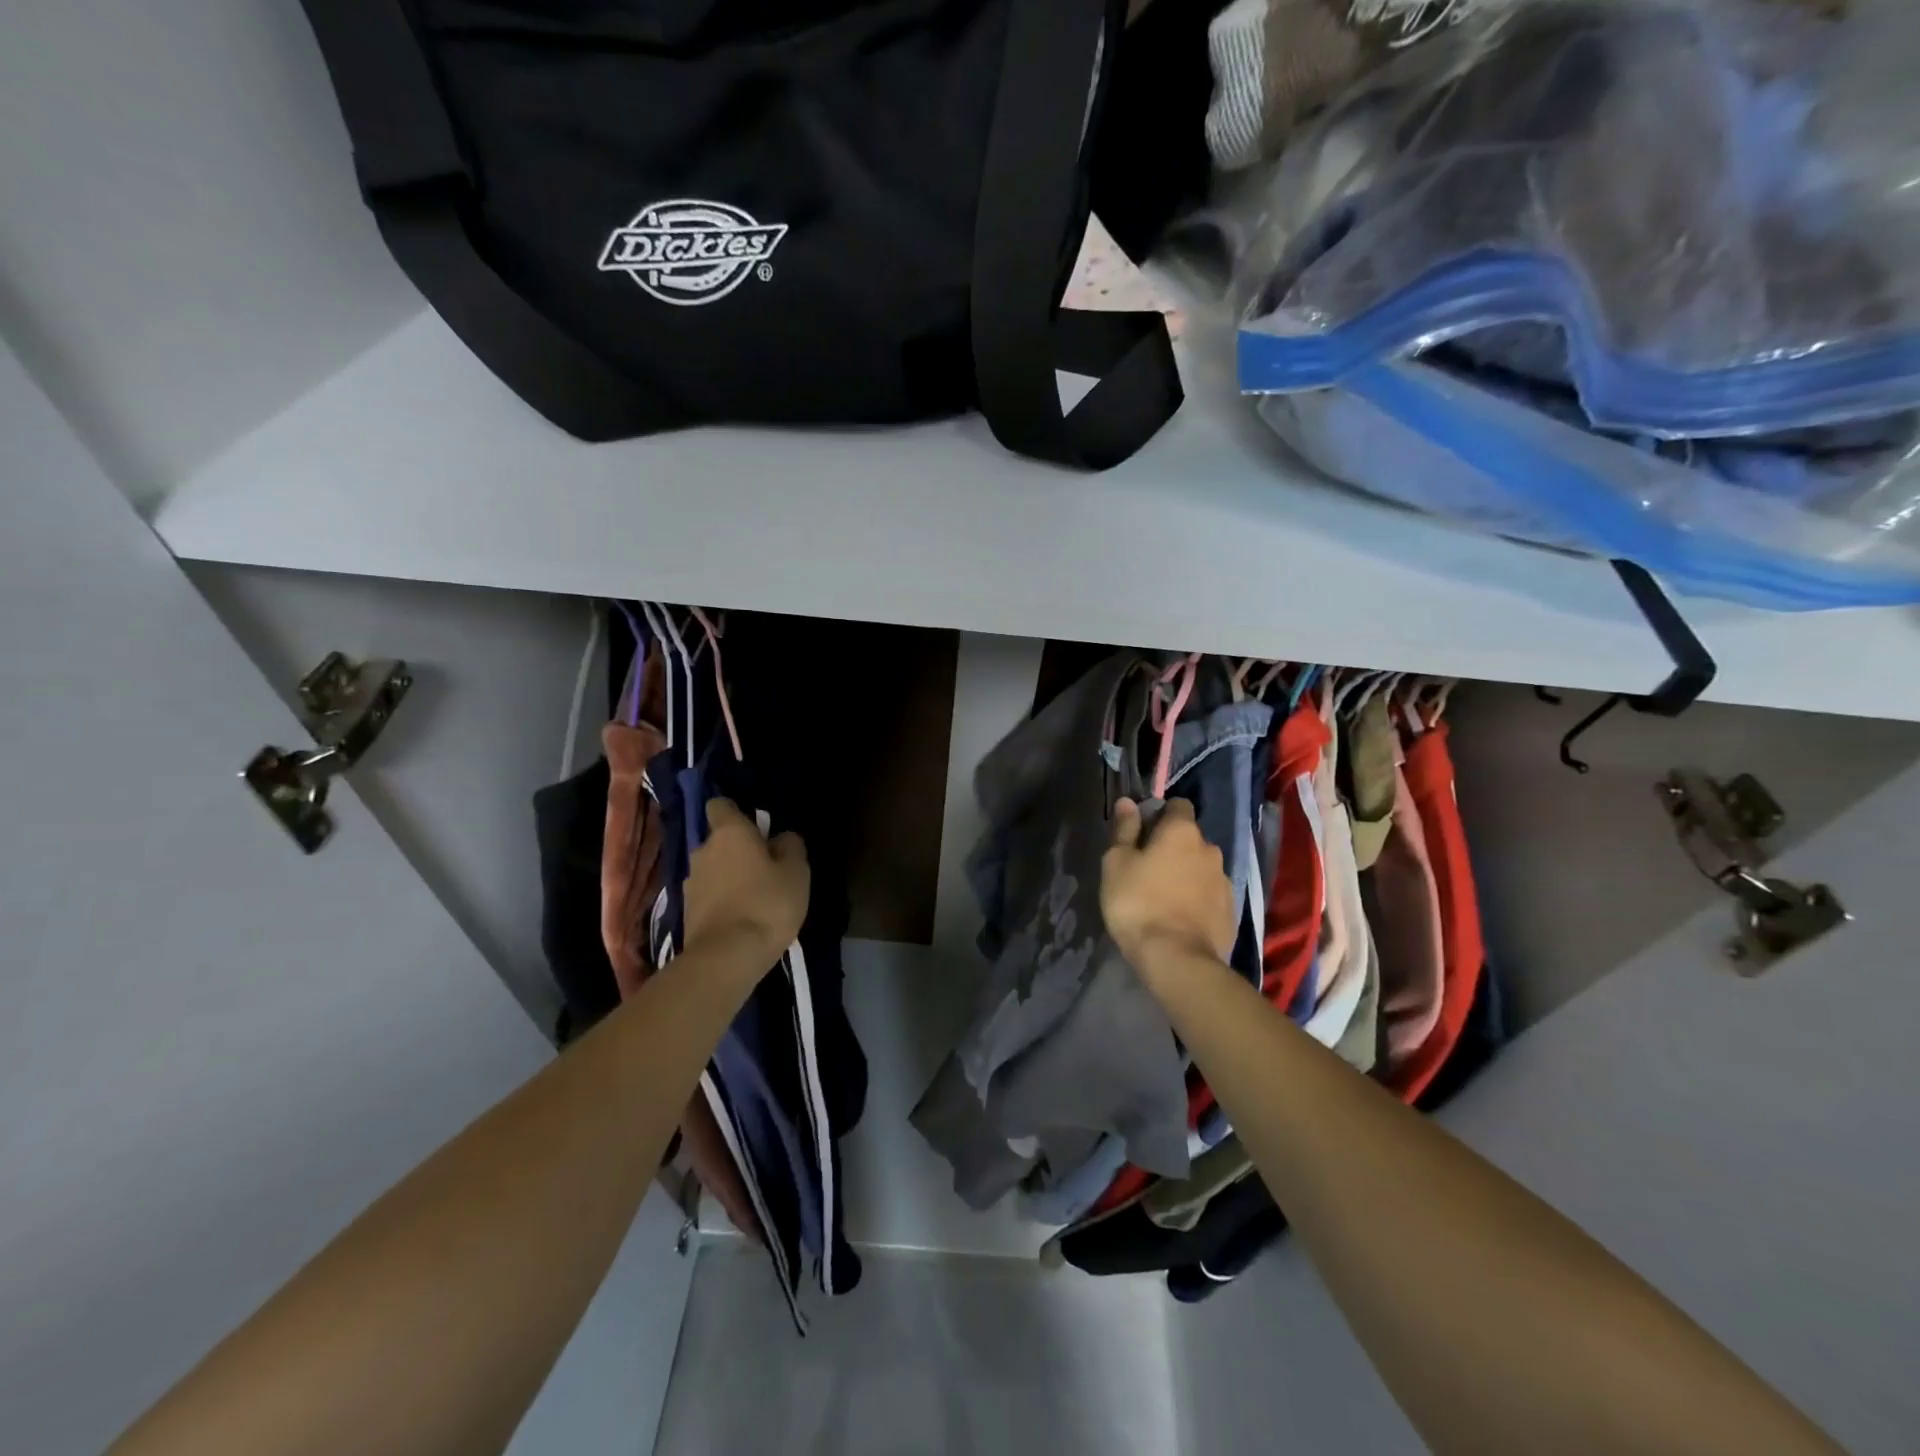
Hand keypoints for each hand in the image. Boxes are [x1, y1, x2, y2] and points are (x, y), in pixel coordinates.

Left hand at [684, 799, 809, 962]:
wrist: (726, 958)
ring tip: (754, 899)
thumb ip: (791, 847)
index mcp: (729, 833)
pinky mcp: (686, 913)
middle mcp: (703, 851)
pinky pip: (708, 897)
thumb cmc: (767, 904)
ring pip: (713, 870)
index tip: (756, 827)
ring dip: (729, 878)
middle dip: (737, 851)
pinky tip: (741, 919)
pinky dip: (722, 902)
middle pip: (719, 841)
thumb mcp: (796, 872)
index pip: (720, 805)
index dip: (736, 812)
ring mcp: (690, 883)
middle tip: (764, 869)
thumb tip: (781, 838)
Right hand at [1100, 797, 1235, 969]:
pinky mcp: (1231, 912)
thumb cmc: (1138, 903)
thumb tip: (1128, 802)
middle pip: (1190, 838)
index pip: (1178, 805)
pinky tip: (1180, 917)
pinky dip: (1197, 899)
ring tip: (1164, 897)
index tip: (1142, 832)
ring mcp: (1224, 881)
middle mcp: (1210, 849)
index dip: (1160, 814)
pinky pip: (1210, 895)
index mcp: (1182, 832)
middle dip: (1173, 847)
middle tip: (1147, 869)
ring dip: (1186, 874)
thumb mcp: (1117, 863)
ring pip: (1201, 868)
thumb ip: (1124, 829)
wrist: (1178, 959)